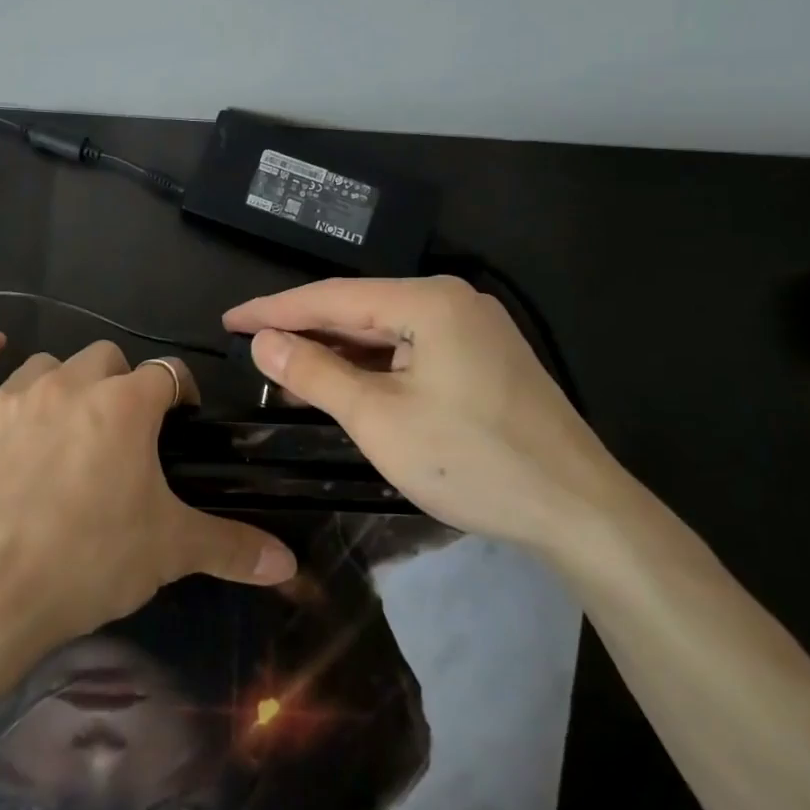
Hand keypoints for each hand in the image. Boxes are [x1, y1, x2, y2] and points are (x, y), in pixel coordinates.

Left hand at [0, 330, 296, 807]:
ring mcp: (11, 397)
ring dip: (64, 383)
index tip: (181, 423)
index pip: (167, 374)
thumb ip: (232, 546)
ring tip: (69, 422)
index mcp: (125, 404)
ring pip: (46, 363)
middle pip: (107, 358)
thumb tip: (288, 561)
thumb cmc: (89, 562)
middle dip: (122, 385)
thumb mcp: (170, 551)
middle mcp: (70, 384)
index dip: (179, 394)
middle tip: (125, 434)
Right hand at [224, 276, 632, 552]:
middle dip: (304, 331)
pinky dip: (373, 367)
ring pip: (385, 332)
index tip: (229, 321)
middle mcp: (452, 301)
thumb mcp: (378, 419)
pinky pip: (411, 351)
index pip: (331, 297)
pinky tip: (345, 385)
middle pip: (359, 310)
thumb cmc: (472, 461)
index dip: (274, 310)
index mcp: (428, 301)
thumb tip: (264, 342)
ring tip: (287, 372)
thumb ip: (315, 373)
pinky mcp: (483, 358)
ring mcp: (473, 329)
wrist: (581, 512)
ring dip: (337, 353)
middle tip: (252, 348)